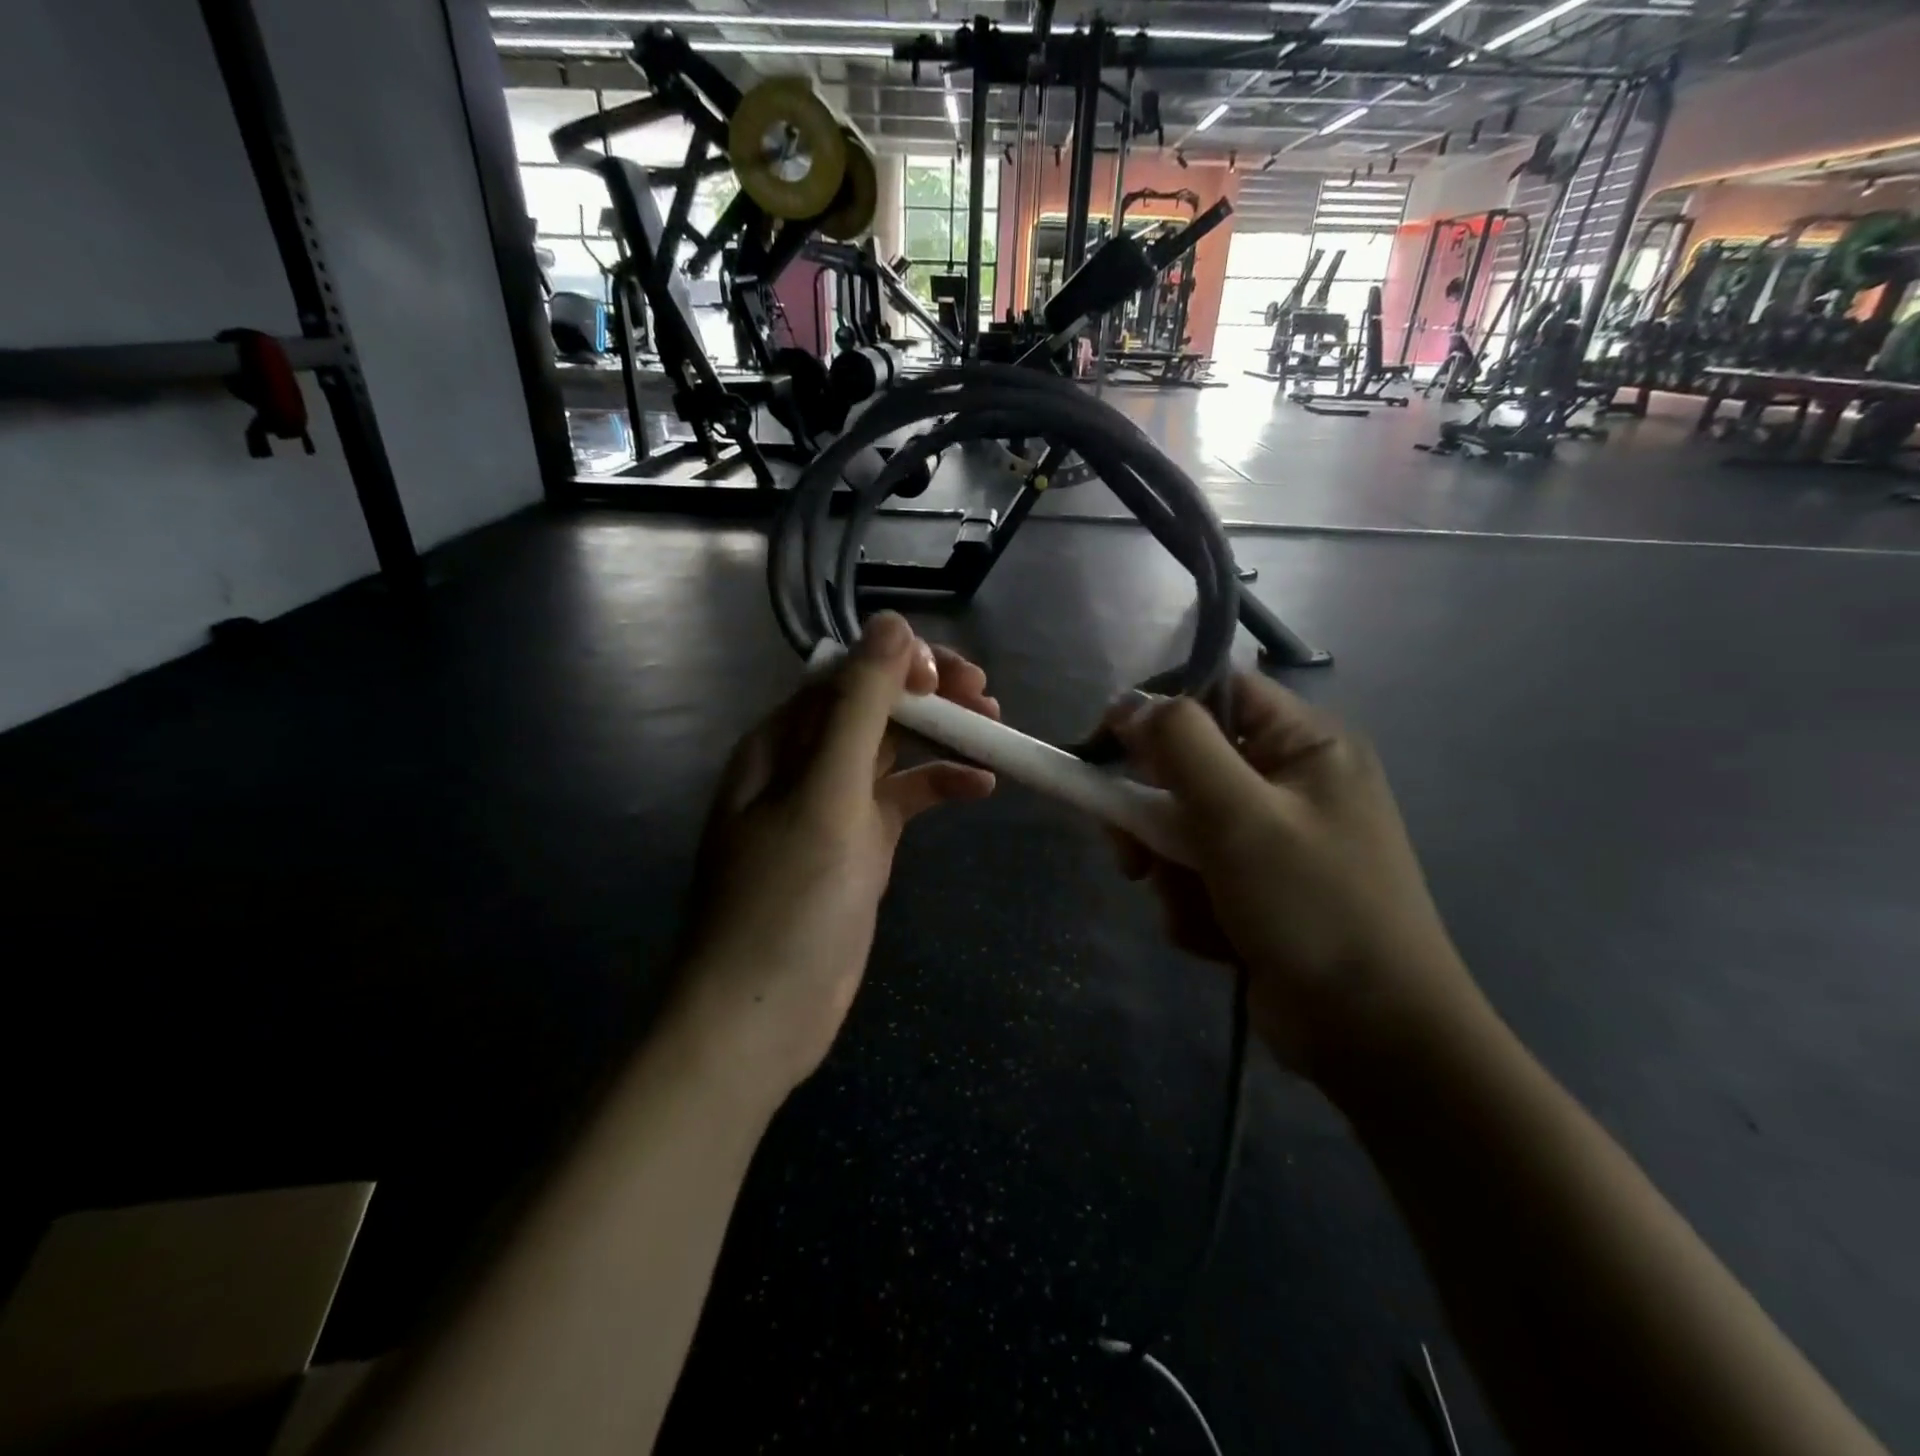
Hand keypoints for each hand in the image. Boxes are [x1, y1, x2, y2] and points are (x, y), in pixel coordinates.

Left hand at [673, 614, 997, 1103]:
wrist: (760, 1016)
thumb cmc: (787, 900)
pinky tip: (980, 786)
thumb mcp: (827, 794)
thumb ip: (859, 708)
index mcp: (781, 741)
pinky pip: (902, 799)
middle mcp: (803, 764)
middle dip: (928, 693)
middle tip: (986, 696)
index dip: (900, 663)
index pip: (844, 674)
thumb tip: (891, 624)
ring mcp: (833, 807)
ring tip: (993, 726)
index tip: (953, 678)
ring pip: (891, 749)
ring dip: (939, 734)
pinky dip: (938, 786)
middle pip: (871, 705)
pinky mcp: (858, 846)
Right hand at [1110, 674, 1477, 1083]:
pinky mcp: (1258, 889)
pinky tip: (1218, 939)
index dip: (1158, 711)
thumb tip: (1128, 703)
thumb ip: (1180, 746)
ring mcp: (1274, 840)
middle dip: (1156, 816)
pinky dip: (1193, 905)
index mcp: (1305, 745)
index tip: (1108, 747)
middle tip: (1134, 854)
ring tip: (1193, 908)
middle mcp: (1289, 783)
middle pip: (1187, 767)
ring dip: (1171, 871)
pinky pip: (1196, 875)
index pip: (1218, 693)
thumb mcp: (1240, 815)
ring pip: (1181, 828)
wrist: (1372, 1037)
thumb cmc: (1312, 908)